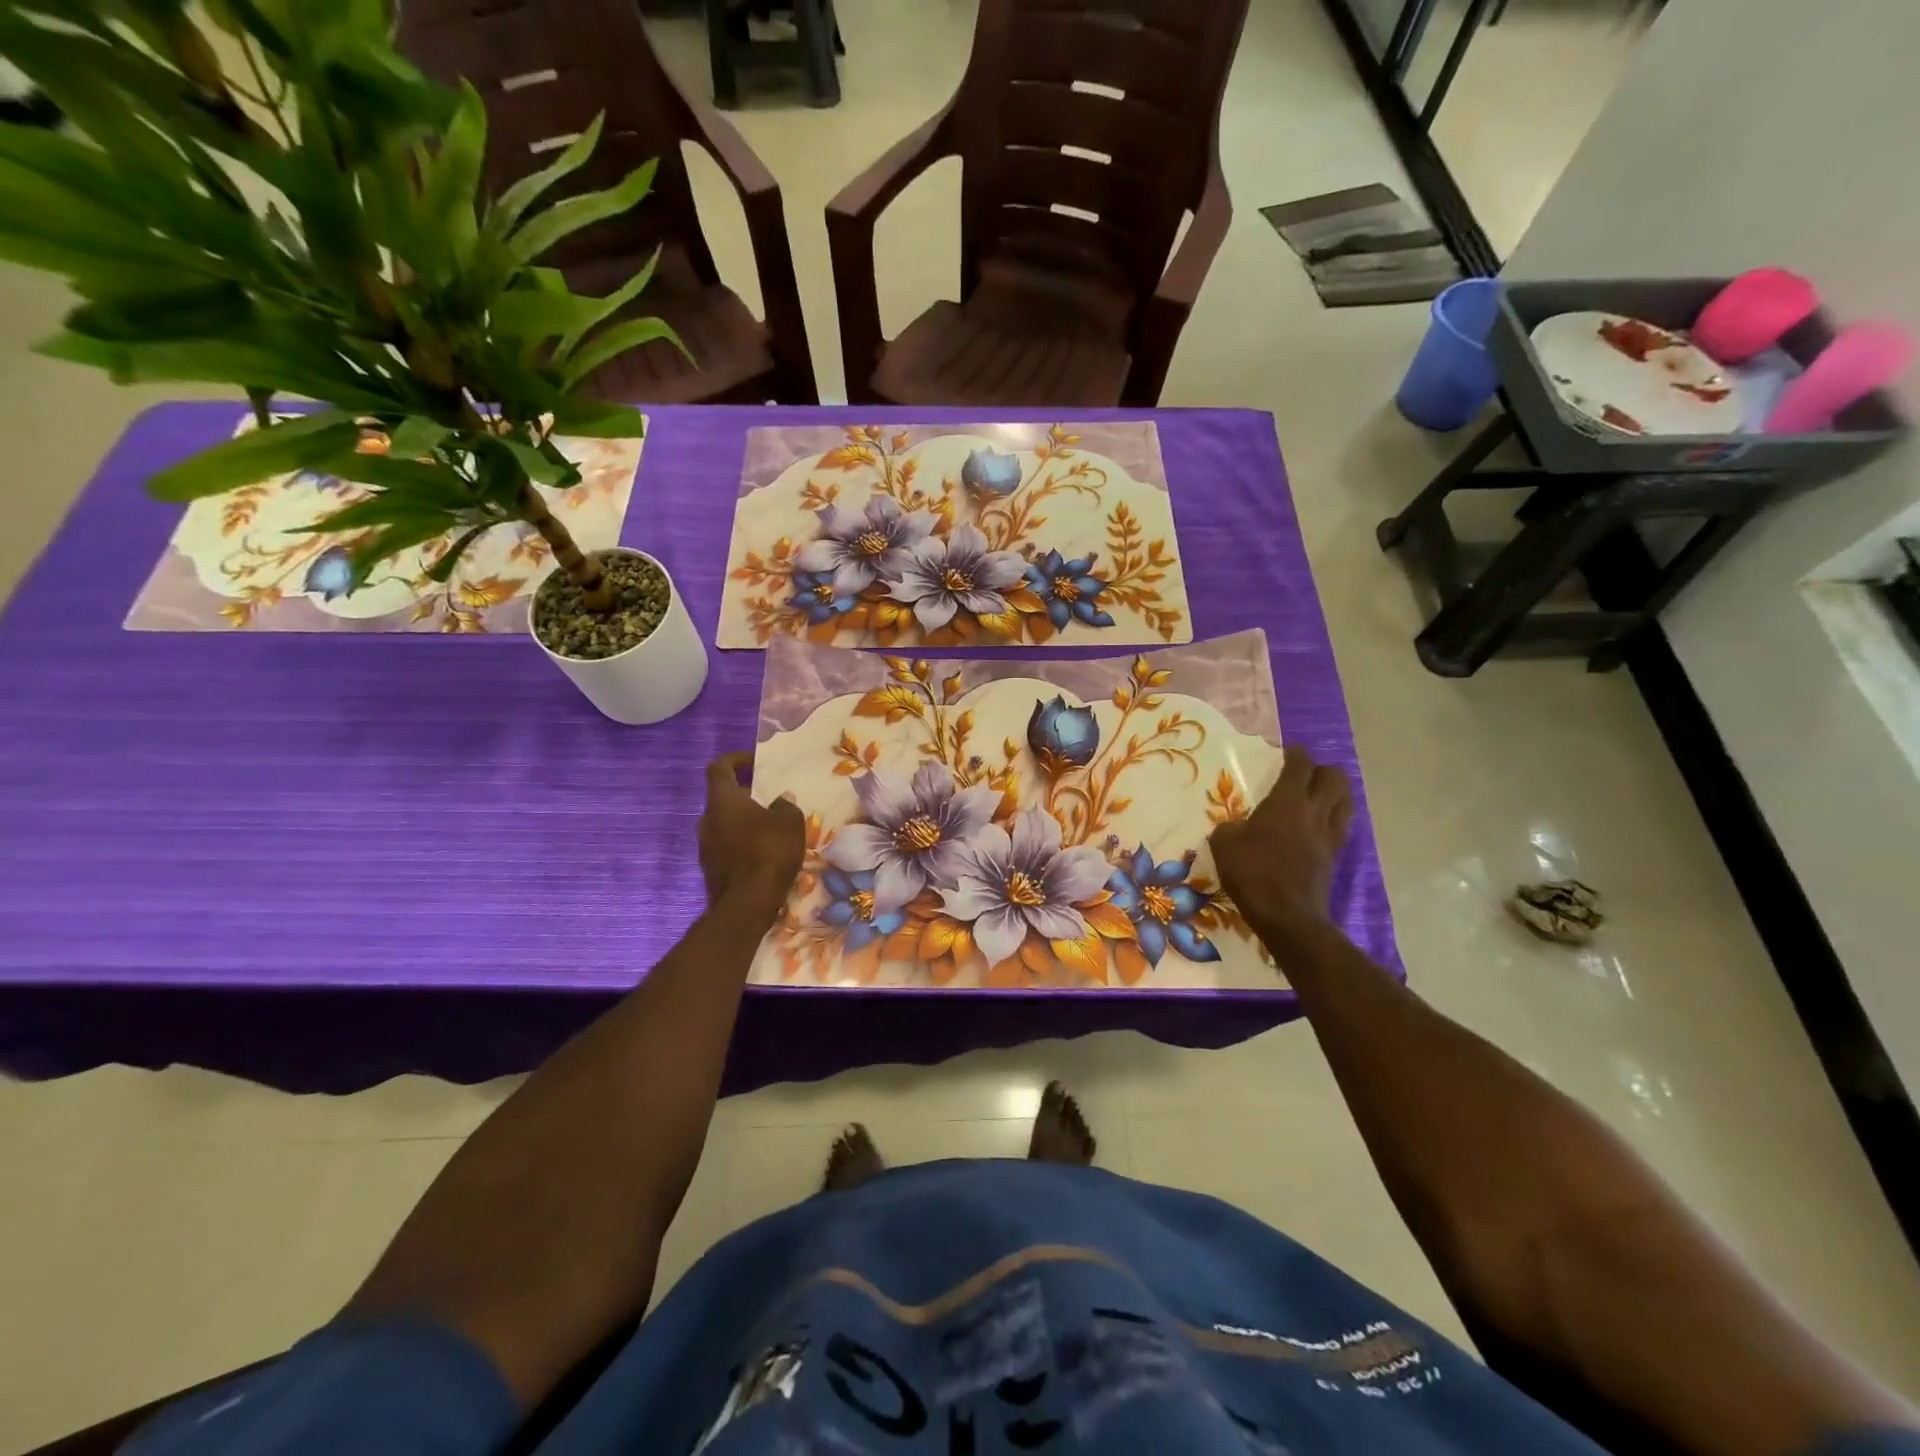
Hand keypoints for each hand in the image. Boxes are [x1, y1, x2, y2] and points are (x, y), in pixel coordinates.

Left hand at [699, 752, 804, 919]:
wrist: (746, 904)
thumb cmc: (768, 852)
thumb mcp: (790, 823)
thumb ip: (785, 806)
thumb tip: (780, 801)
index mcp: (723, 800)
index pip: (719, 768)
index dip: (736, 759)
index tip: (754, 761)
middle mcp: (707, 819)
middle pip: (722, 797)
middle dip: (744, 794)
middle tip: (768, 797)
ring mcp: (705, 845)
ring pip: (724, 823)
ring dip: (743, 820)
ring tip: (769, 826)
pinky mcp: (711, 868)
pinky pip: (726, 845)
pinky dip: (741, 842)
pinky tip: (763, 852)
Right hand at [1209, 746, 1353, 936]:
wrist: (1287, 915)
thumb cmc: (1252, 873)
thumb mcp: (1224, 844)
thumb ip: (1230, 827)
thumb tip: (1234, 827)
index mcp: (1287, 801)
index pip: (1301, 764)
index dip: (1296, 753)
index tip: (1287, 752)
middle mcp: (1315, 812)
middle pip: (1335, 778)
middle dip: (1322, 770)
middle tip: (1304, 776)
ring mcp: (1329, 835)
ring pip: (1345, 801)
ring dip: (1334, 794)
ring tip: (1317, 797)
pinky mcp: (1335, 857)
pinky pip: (1341, 827)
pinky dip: (1333, 819)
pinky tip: (1317, 827)